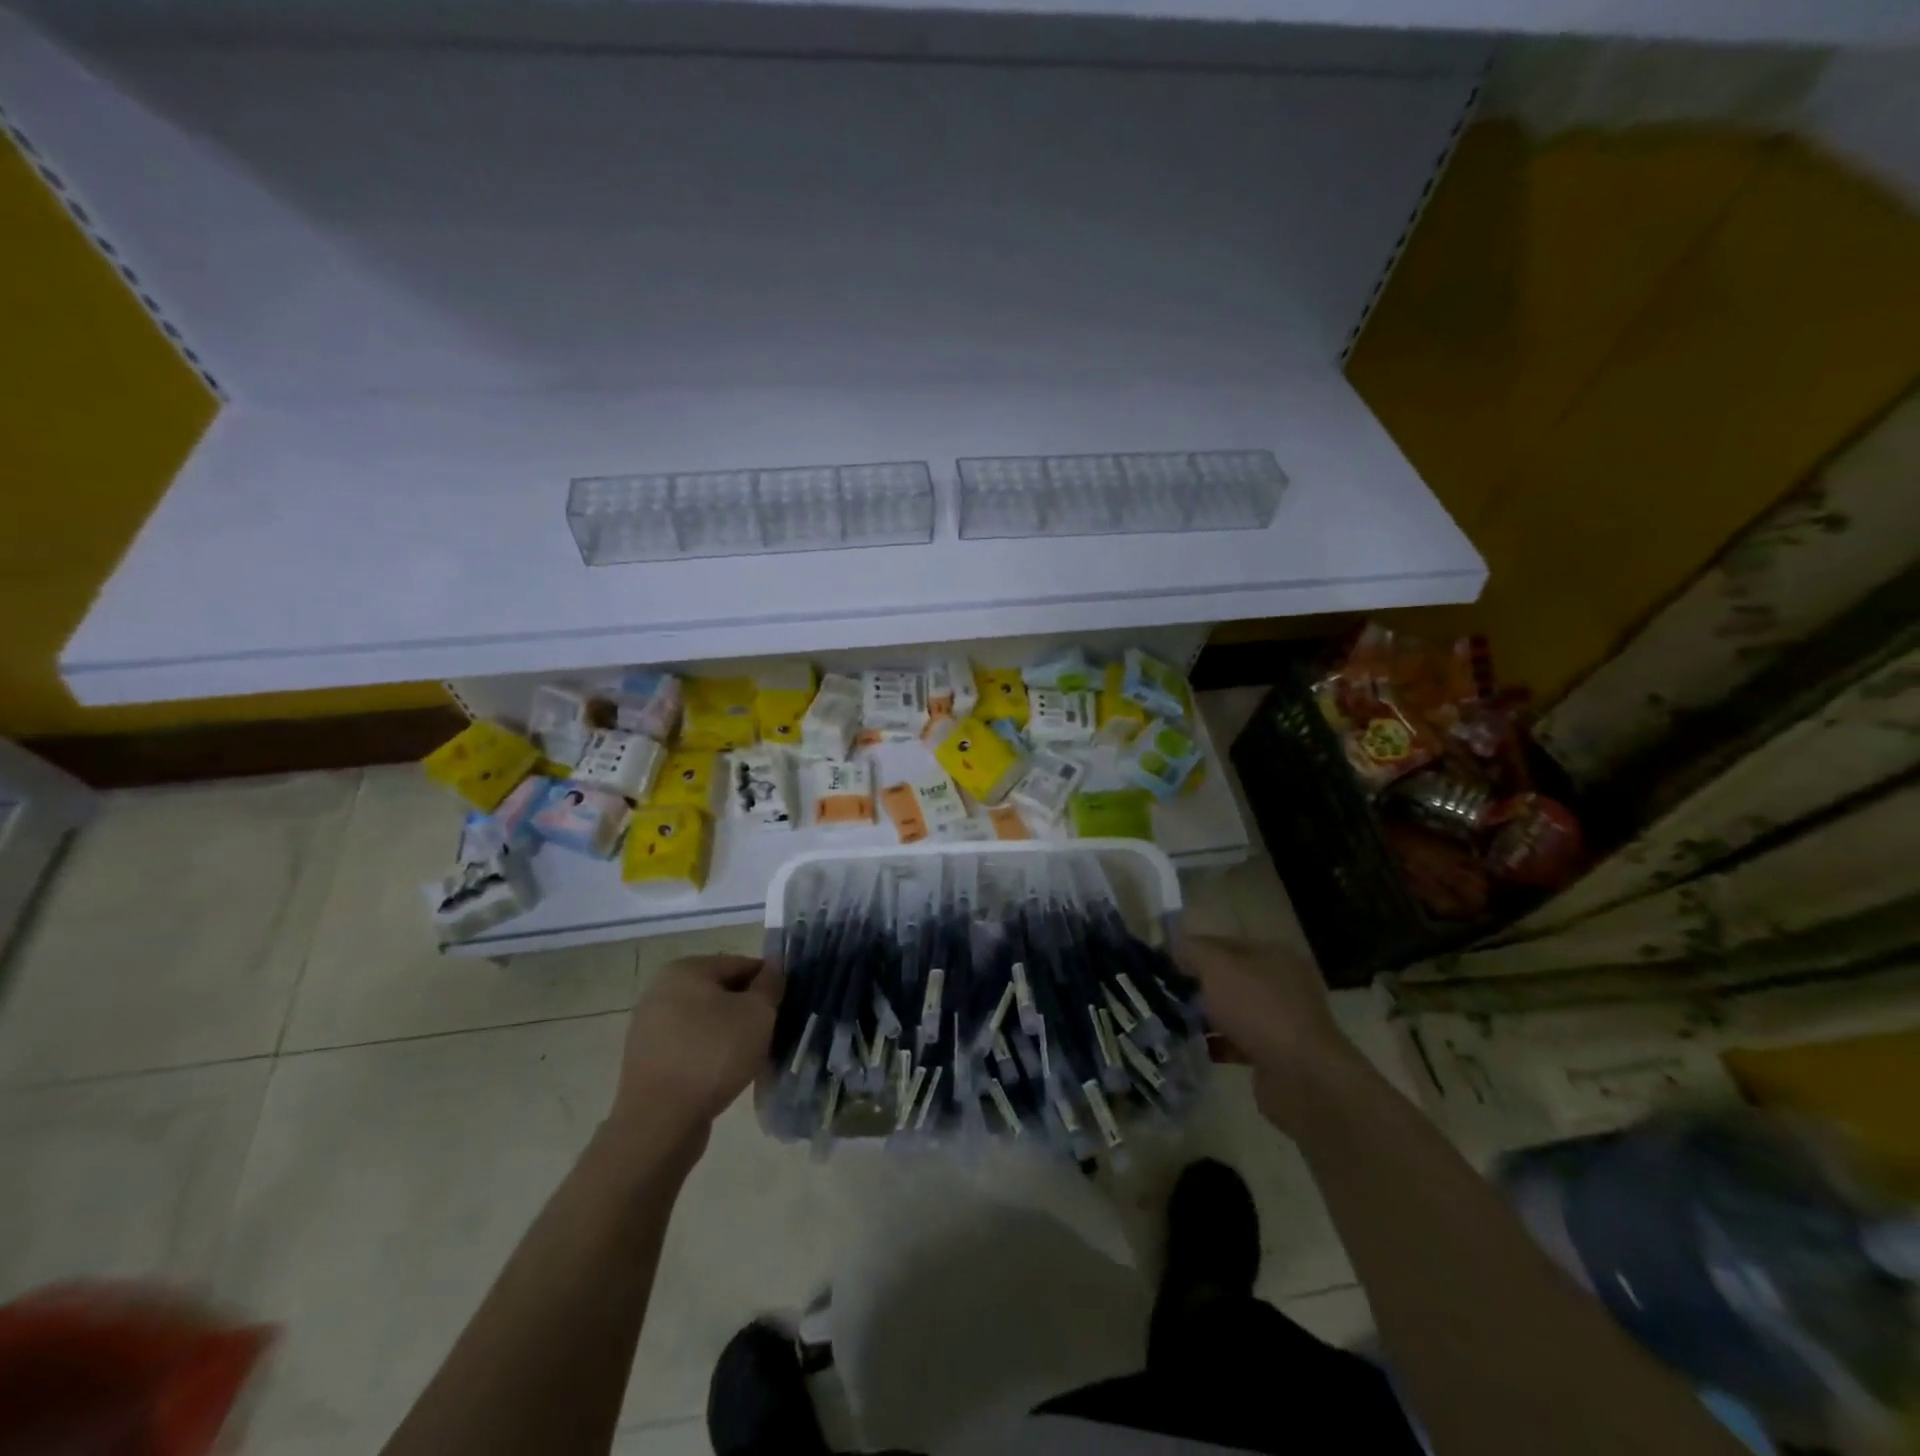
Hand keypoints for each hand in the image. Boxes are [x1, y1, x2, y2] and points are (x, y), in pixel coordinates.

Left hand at [612, 954, 782, 1149]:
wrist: (660, 1122)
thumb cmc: (713, 1055)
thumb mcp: (757, 1013)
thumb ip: (770, 984)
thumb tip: (775, 966)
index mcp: (686, 969)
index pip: (741, 964)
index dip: (768, 984)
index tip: (784, 1007)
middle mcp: (661, 989)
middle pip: (721, 992)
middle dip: (747, 1009)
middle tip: (769, 1033)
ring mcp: (649, 1025)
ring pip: (705, 1020)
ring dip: (729, 1033)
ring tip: (748, 1057)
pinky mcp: (646, 1059)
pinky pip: (689, 1045)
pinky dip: (708, 1053)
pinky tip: (723, 1074)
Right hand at [1176, 933, 1366, 1132]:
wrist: (1303, 1079)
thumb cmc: (1259, 1011)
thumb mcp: (1217, 969)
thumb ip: (1193, 951)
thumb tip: (1174, 945)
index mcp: (1273, 955)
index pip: (1223, 943)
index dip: (1191, 949)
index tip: (1160, 963)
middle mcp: (1282, 984)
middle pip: (1228, 977)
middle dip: (1196, 985)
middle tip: (1161, 992)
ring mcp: (1282, 1021)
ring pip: (1233, 1011)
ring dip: (1205, 1016)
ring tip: (1171, 1021)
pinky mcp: (1276, 1055)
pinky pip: (1238, 1042)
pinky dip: (1217, 1044)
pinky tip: (1192, 1047)